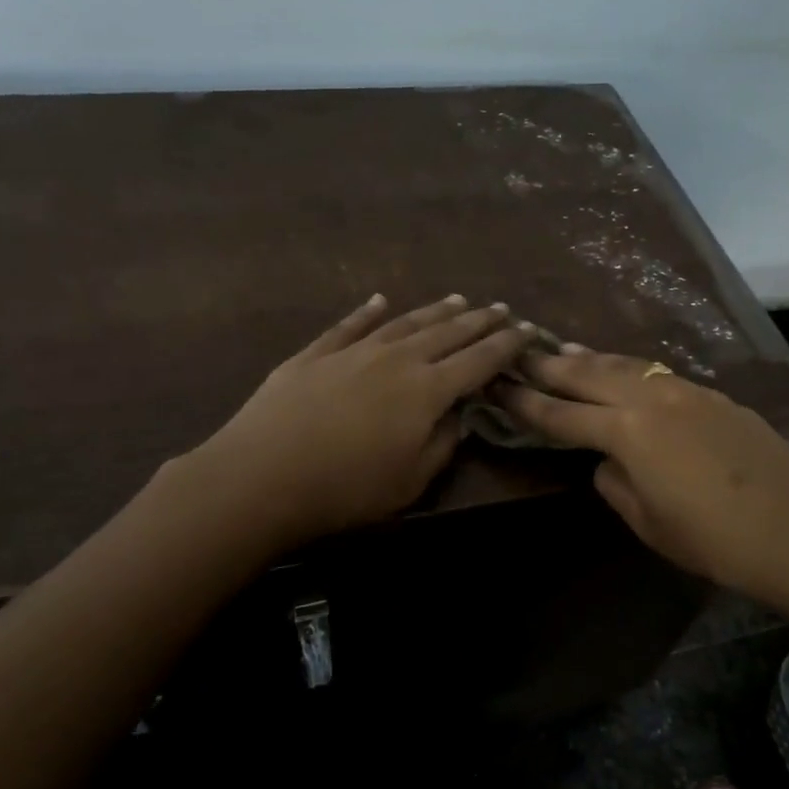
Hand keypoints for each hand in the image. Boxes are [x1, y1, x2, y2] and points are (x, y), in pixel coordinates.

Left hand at [183, 294, 531, 546]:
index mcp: (427, 390)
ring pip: (404, 322)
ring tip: (457, 299)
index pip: (479, 360)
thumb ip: (443, 444)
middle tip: (500, 309)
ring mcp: (354, 351)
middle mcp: (397, 359)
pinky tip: (380, 301)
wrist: (262, 476)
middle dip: (478, 320)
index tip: (526, 330)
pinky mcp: (315, 354)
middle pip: (447, 333)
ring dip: (434, 311)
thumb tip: (460, 415)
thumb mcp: (411, 481)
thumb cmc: (346, 489)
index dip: (506, 345)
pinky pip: (349, 325)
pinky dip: (367, 311)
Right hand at [496, 349, 788, 602]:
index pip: (561, 415)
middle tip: (518, 348)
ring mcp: (685, 391)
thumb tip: (607, 461)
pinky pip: (657, 374)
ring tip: (564, 349)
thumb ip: (615, 483)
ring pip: (625, 365)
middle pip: (588, 374)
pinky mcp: (713, 396)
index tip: (497, 386)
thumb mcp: (648, 522)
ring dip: (589, 358)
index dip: (525, 402)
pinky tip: (624, 372)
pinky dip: (629, 369)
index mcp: (627, 432)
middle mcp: (651, 398)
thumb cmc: (713, 540)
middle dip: (549, 363)